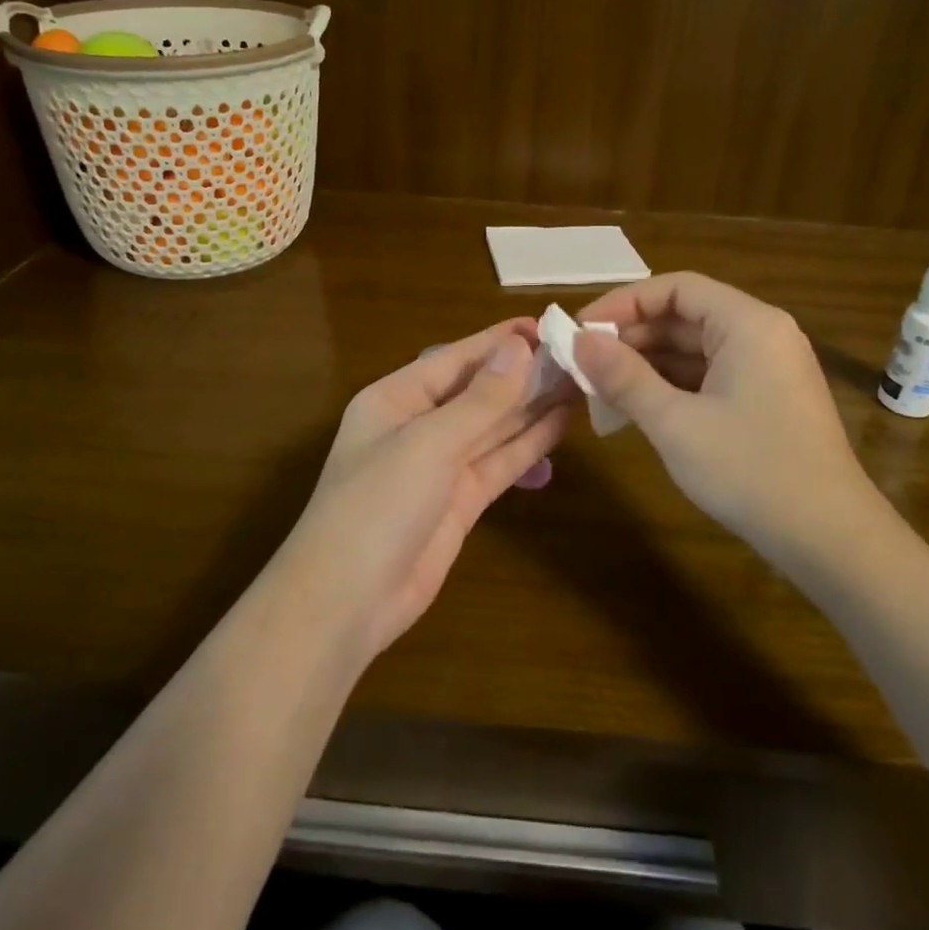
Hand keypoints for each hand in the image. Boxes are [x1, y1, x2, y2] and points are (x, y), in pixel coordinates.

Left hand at [271, 321, 570, 661]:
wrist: (347, 603)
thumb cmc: (377, 505)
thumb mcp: (429, 443)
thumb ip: (480, 400)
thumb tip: (520, 348)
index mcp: (396, 399)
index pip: (456, 359)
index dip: (500, 342)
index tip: (548, 326)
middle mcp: (418, 425)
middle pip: (478, 391)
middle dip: (523, 374)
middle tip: (578, 355)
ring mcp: (440, 466)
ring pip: (494, 427)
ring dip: (532, 406)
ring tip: (580, 381)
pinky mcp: (461, 502)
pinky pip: (499, 463)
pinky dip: (528, 445)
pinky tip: (561, 424)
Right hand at [574, 273, 881, 546]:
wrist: (831, 541)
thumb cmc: (750, 471)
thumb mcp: (675, 423)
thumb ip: (624, 376)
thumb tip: (580, 340)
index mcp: (748, 324)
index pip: (676, 288)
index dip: (623, 302)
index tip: (582, 329)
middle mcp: (762, 334)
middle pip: (685, 316)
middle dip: (632, 337)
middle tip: (584, 363)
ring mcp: (768, 369)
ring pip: (695, 349)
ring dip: (648, 364)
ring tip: (601, 388)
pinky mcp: (768, 400)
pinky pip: (711, 376)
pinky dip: (673, 386)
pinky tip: (638, 408)